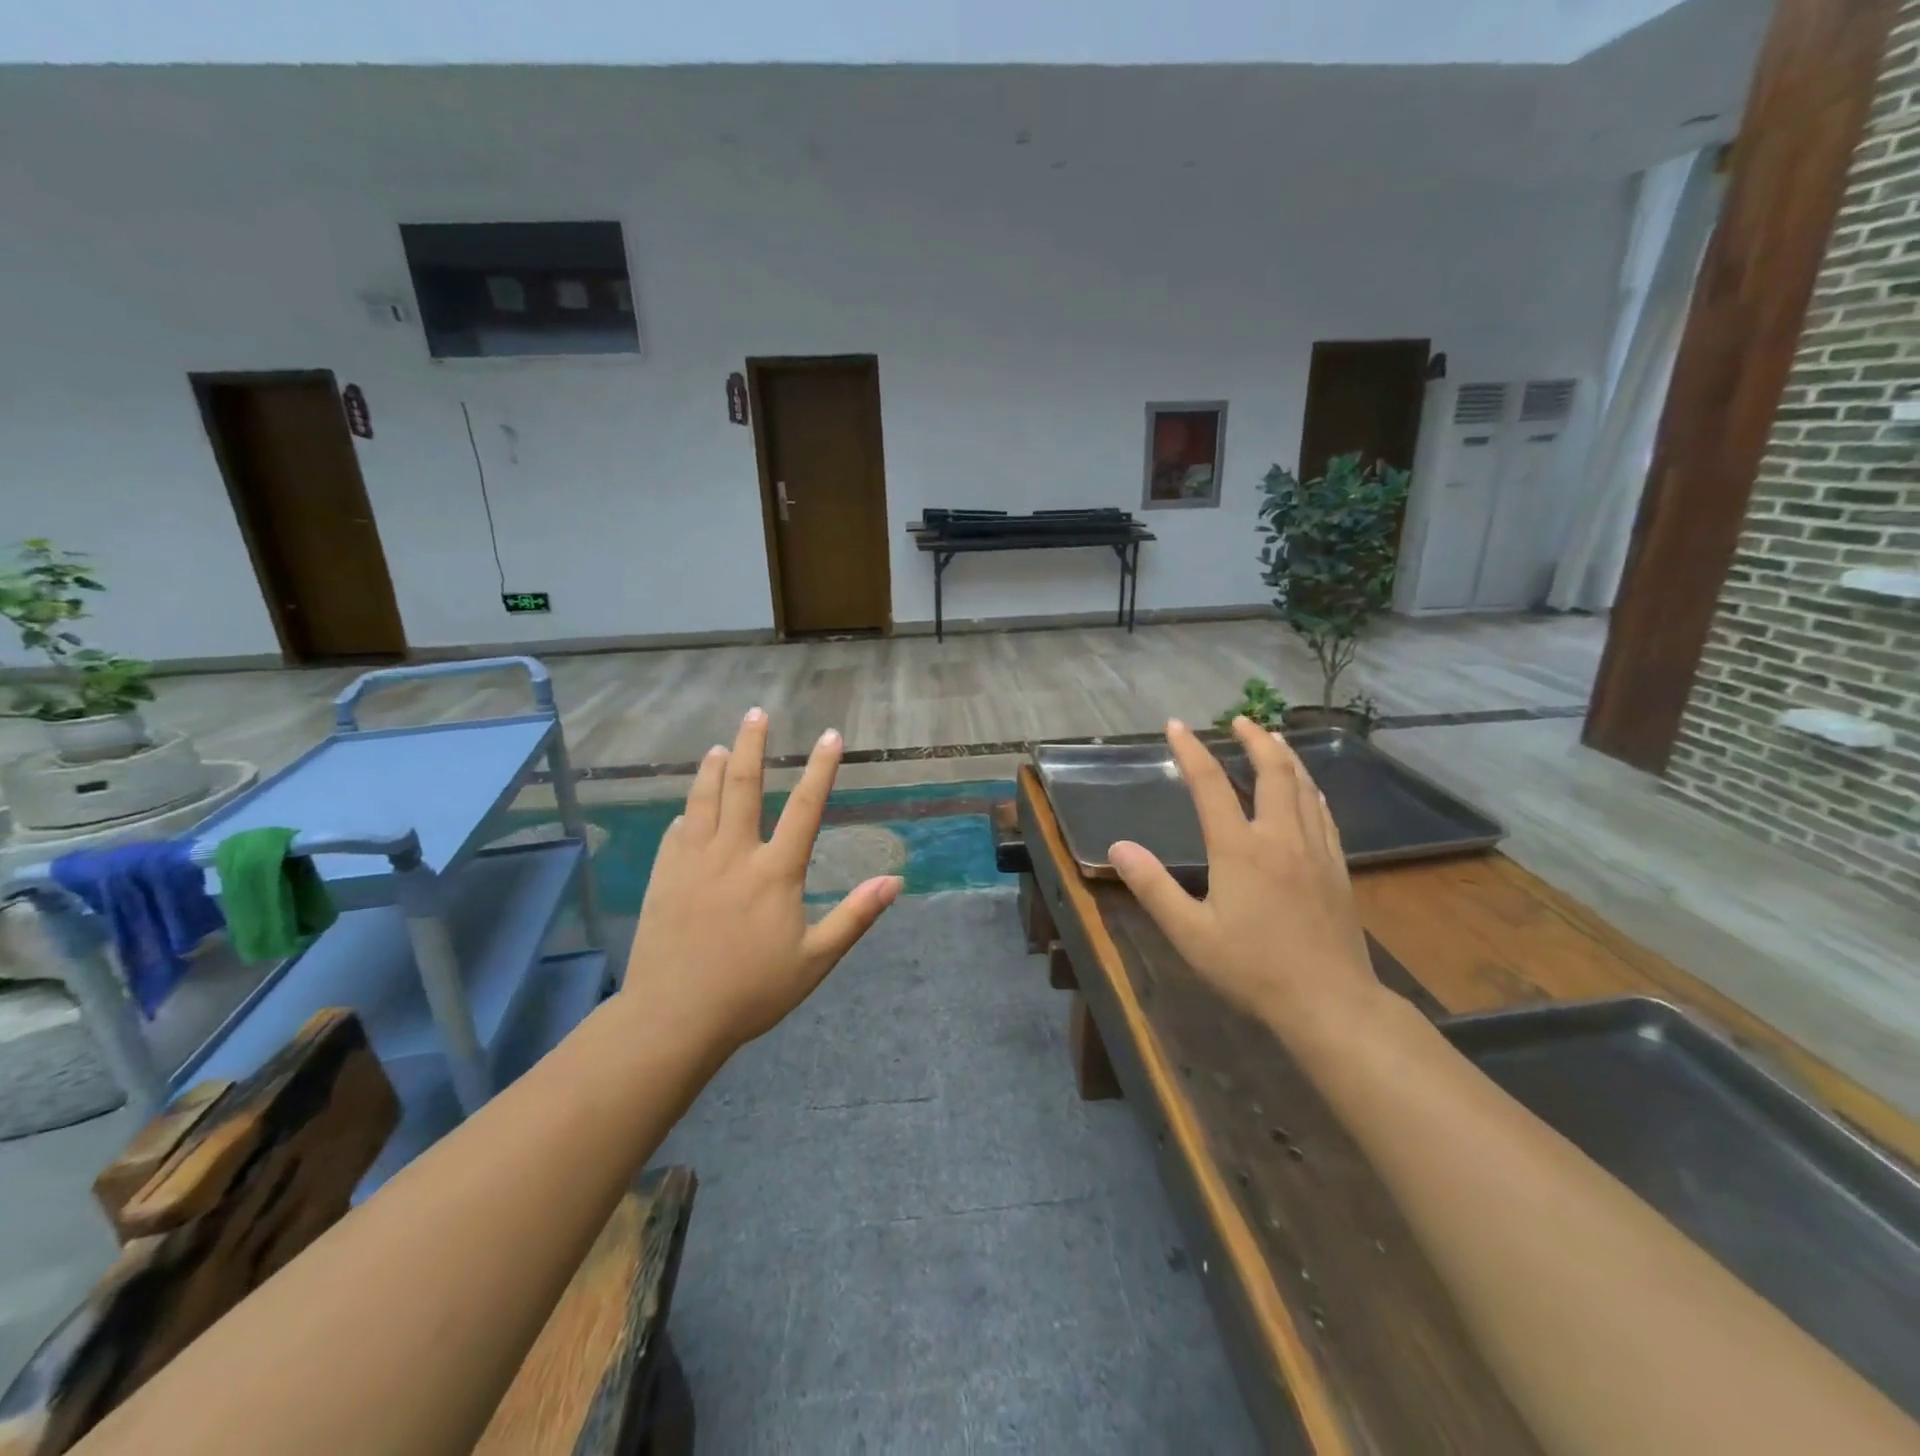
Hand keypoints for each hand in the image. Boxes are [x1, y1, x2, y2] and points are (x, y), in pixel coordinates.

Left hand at [622, 709, 900, 1054]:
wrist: (673, 1017)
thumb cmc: (752, 991)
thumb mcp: (816, 959)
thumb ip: (855, 916)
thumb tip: (895, 881)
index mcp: (775, 872)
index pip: (805, 807)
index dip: (820, 769)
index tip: (830, 736)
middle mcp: (733, 855)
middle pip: (742, 786)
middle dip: (751, 745)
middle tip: (756, 713)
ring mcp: (692, 863)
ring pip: (703, 800)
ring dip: (713, 768)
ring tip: (720, 746)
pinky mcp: (663, 877)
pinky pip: (676, 831)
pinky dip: (687, 810)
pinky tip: (689, 806)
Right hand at [1109, 717, 1382, 1049]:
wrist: (1329, 1002)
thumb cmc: (1252, 967)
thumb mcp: (1189, 932)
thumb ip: (1152, 886)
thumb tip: (1117, 847)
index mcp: (1239, 848)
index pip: (1210, 785)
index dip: (1191, 751)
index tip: (1175, 725)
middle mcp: (1280, 837)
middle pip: (1271, 772)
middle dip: (1254, 740)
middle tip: (1240, 719)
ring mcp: (1315, 850)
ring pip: (1303, 787)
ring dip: (1286, 757)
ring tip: (1273, 739)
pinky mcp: (1337, 868)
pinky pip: (1324, 813)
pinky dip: (1311, 788)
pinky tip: (1309, 789)